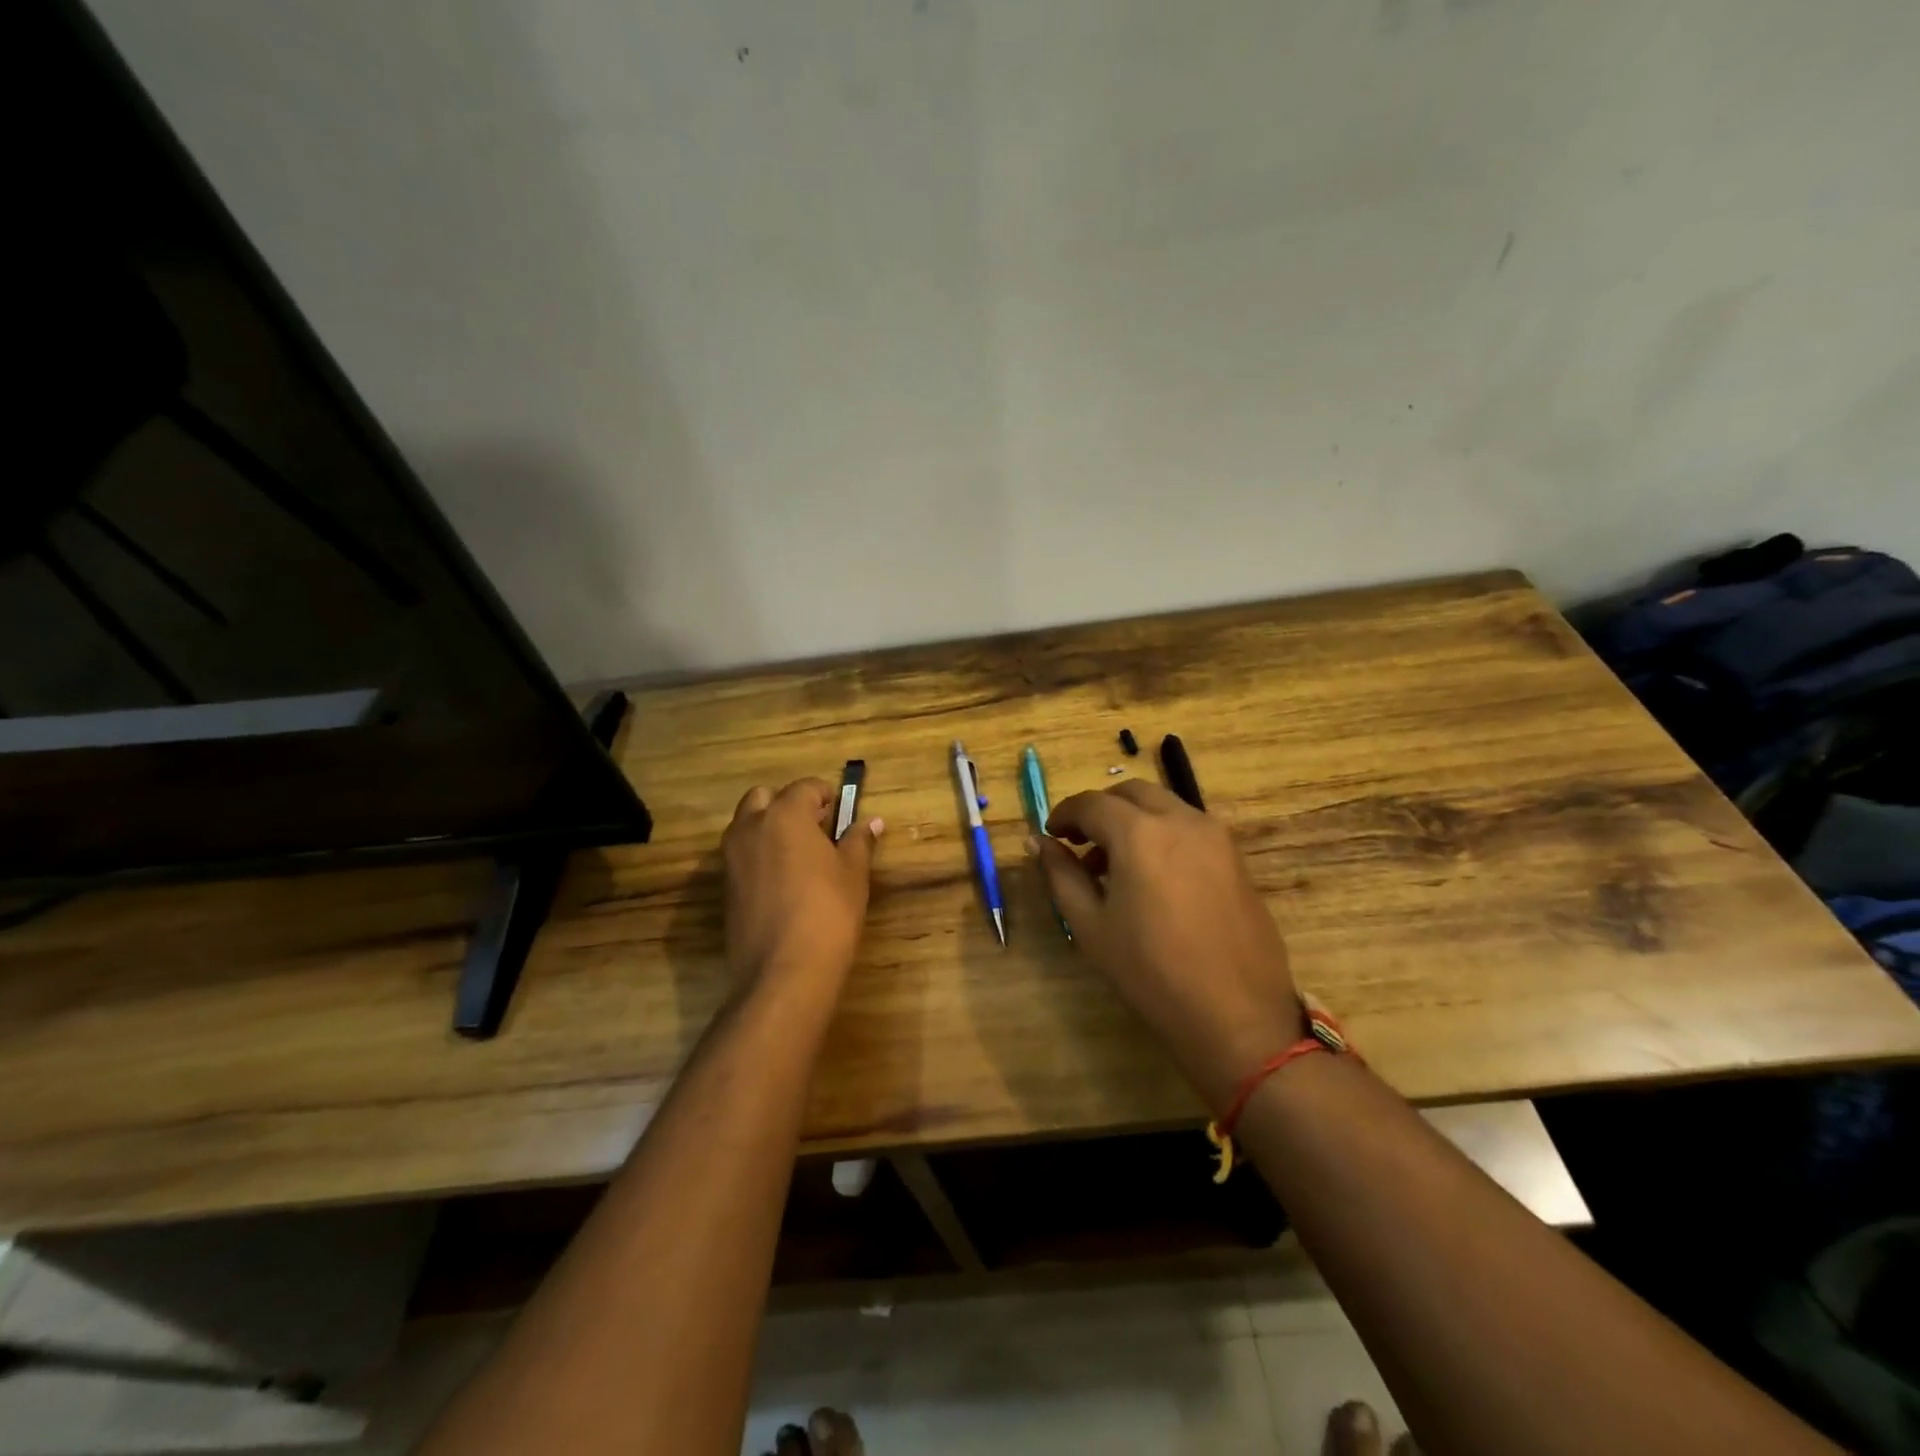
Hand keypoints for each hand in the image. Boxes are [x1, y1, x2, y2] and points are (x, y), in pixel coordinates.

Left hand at [722, 778, 879, 990]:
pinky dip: (759, 856)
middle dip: (787, 804)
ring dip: (768, 828)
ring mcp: (731, 858)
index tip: (839, 810)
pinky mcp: (725, 888)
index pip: (804, 787)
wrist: (785, 971)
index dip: (825, 794)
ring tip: (800, 855)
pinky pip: (741, 856)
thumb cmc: (828, 912)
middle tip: (815, 827)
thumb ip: (858, 840)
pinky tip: (784, 882)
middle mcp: (750, 828)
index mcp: (784, 815)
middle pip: (763, 797)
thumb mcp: (853, 873)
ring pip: (747, 826)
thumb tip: (871, 821)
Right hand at [1032, 781, 1303, 1109]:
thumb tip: (1037, 842)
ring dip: (1133, 820)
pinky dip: (1163, 834)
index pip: (1091, 803)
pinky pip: (1190, 828)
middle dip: (1100, 809)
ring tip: (1116, 866)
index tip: (1051, 836)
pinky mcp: (1236, 859)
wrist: (1236, 1017)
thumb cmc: (1151, 973)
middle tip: (1080, 844)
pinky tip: (1154, 879)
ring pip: (1164, 806)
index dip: (1065, 814)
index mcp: (1140, 833)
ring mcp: (1216, 837)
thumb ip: (1061, 874)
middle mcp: (1182, 820)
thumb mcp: (1091, 926)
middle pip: (1131, 793)